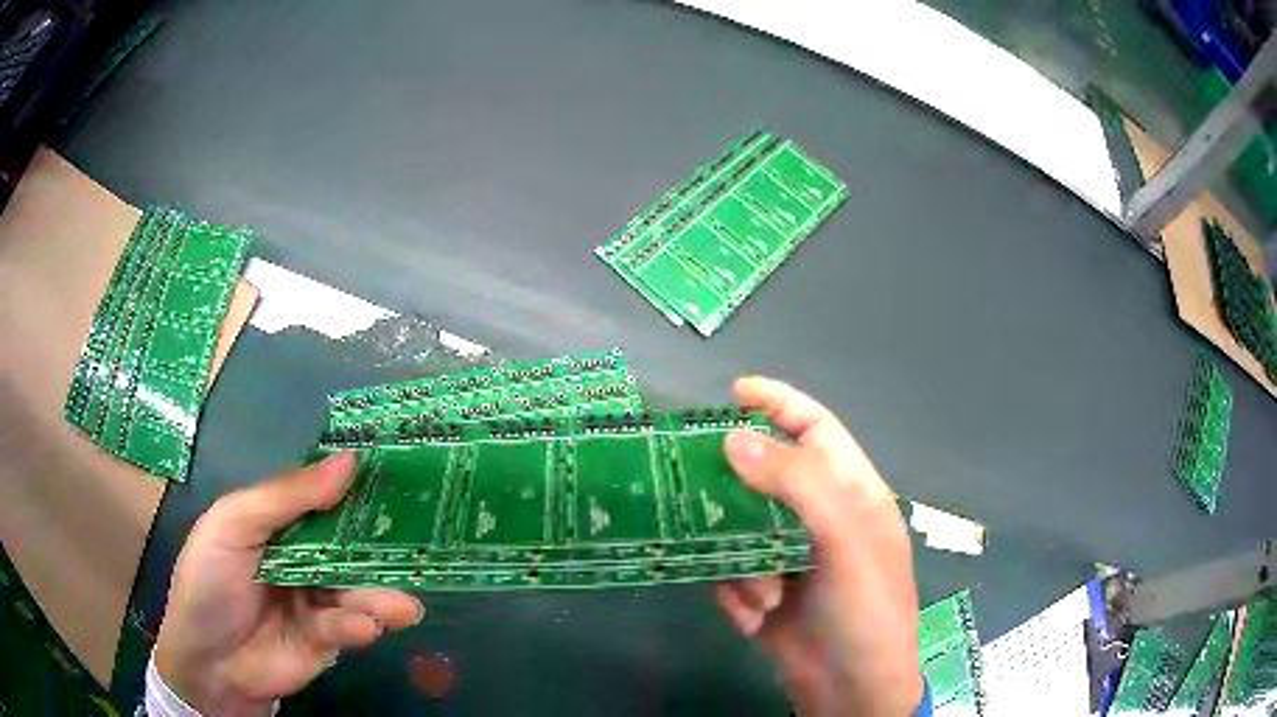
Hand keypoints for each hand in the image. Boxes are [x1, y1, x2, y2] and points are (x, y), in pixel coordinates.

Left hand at [154, 453, 424, 715]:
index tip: (403, 473)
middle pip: (350, 543)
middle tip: (423, 542)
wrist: (207, 661)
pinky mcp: (328, 639)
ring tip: (401, 607)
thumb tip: (349, 461)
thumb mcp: (234, 525)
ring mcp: (317, 599)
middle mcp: (305, 556)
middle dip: (382, 545)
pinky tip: (363, 628)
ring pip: (357, 589)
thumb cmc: (209, 581)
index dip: (358, 484)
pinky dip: (357, 626)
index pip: (325, 494)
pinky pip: (349, 627)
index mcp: (280, 521)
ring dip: (379, 596)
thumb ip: (285, 496)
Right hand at [717, 377, 921, 716]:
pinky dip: (736, 593)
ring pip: (739, 530)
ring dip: (739, 561)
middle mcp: (818, 519)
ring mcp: (788, 557)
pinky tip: (755, 617)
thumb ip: (796, 484)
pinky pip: (730, 574)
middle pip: (765, 478)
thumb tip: (733, 438)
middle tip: (695, 486)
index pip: (816, 430)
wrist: (851, 690)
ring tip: (761, 593)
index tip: (733, 392)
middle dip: (736, 489)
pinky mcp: (763, 593)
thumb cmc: (865, 608)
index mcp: (851, 494)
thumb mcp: (844, 539)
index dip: (779, 404)